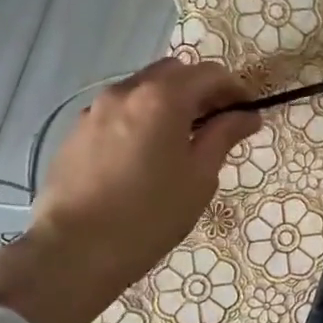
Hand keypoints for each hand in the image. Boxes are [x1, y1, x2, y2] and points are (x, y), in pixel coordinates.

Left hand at [34, 59, 261, 278]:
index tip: (247, 113)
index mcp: (162, 98)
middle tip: (216, 124)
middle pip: (172, 72)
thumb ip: (223, 136)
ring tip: (179, 141)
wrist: (75, 250)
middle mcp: (125, 91)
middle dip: (199, 90)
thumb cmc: (150, 215)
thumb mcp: (199, 177)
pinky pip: (118, 112)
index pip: (208, 73)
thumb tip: (247, 115)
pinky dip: (140, 119)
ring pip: (142, 90)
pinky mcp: (76, 132)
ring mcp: (94, 110)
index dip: (235, 88)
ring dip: (167, 103)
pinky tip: (144, 156)